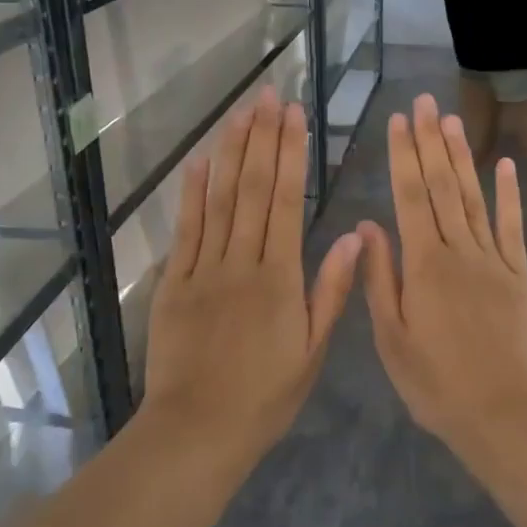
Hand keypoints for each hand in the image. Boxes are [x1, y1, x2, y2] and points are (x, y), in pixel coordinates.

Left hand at [143, 87, 361, 452]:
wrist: (197, 430)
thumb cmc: (264, 396)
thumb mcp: (313, 350)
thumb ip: (332, 290)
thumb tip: (353, 234)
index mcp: (279, 277)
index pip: (286, 200)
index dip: (291, 154)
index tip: (295, 116)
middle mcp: (241, 261)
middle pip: (251, 188)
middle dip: (262, 138)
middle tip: (268, 96)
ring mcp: (202, 268)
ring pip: (218, 199)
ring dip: (229, 152)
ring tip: (239, 113)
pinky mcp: (173, 281)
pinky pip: (184, 229)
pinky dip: (191, 192)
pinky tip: (199, 161)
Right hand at [358, 93, 526, 457]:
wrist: (502, 415)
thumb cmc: (435, 383)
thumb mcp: (391, 338)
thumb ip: (379, 278)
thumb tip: (367, 225)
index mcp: (423, 265)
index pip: (409, 197)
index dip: (403, 155)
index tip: (398, 120)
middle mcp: (458, 251)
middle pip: (441, 187)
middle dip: (429, 142)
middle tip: (423, 103)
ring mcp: (492, 260)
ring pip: (473, 197)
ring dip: (461, 156)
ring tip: (452, 120)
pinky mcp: (518, 275)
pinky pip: (512, 227)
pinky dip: (509, 194)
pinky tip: (503, 164)